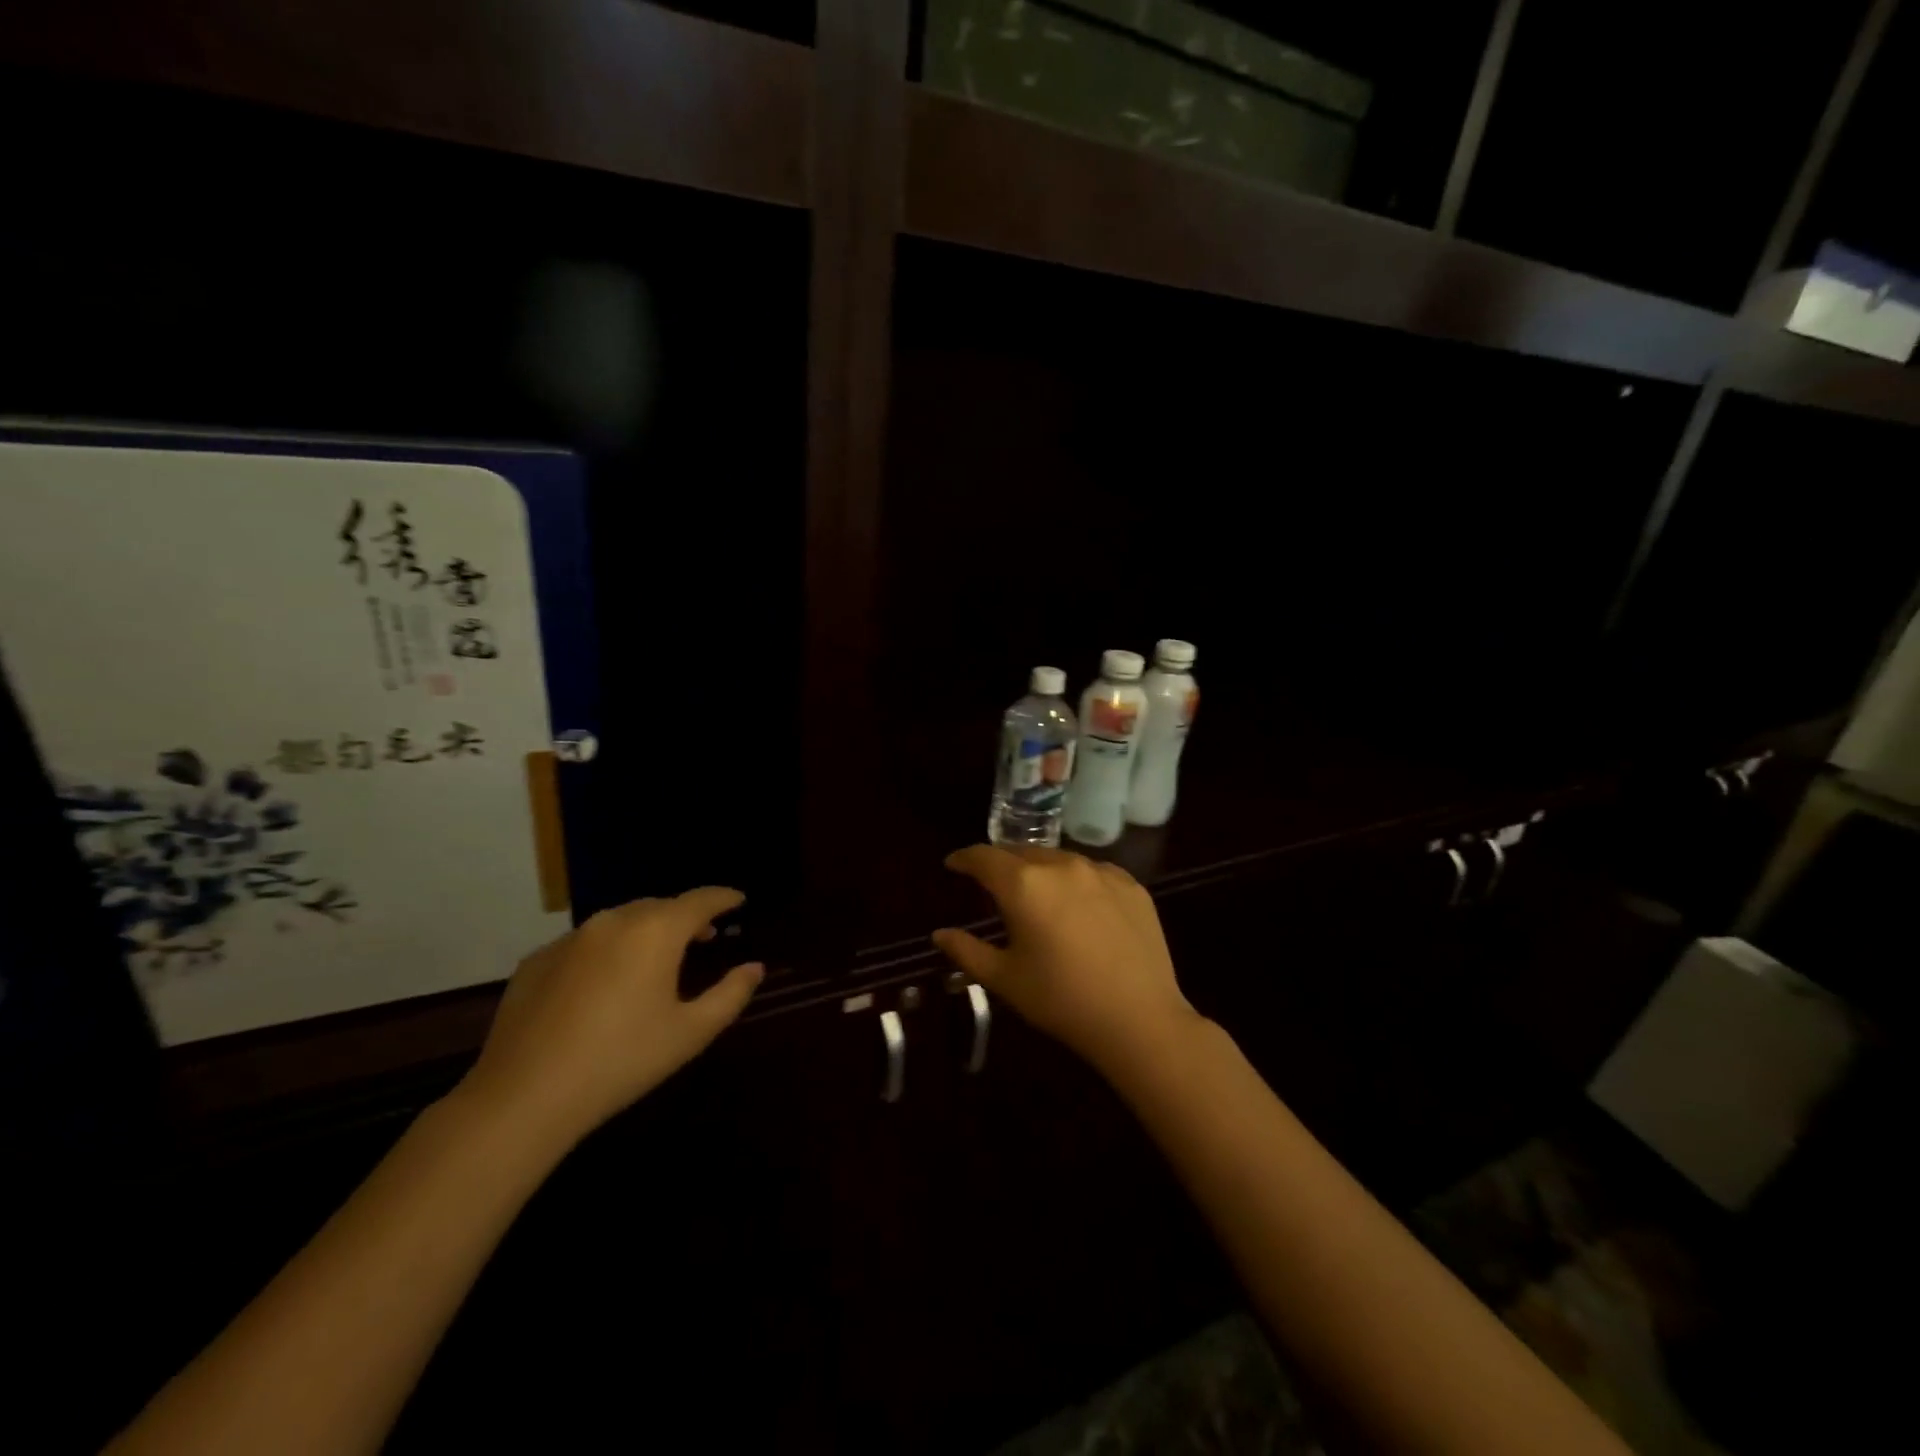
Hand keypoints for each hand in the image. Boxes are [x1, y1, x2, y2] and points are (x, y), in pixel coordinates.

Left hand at [458, 889, 763, 1147]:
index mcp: (655, 931)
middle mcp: (613, 921)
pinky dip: (606, 950)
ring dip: (645, 930)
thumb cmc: (622, 1061)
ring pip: (620, 920)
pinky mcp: (536, 961)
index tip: (738, 900)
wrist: (523, 1097)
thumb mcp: (690, 1033)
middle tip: (703, 935)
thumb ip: (730, 994)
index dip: (723, 898)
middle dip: (685, 916)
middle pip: (659, 906)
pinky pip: (584, 943)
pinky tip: (604, 983)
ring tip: (656, 957)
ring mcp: (569, 938)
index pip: (700, 900)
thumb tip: (754, 967)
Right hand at [933, 846, 1201, 1078]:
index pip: (984, 857)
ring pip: (1059, 859)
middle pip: (1021, 851)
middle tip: (991, 881)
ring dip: (1040, 869)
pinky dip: (1076, 881)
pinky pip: (1093, 872)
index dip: (964, 858)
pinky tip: (1078, 906)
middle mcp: (1061, 865)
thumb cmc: (1061, 1000)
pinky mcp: (1131, 884)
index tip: (953, 863)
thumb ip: (966, 951)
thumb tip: (940, 934)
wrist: (1139, 1019)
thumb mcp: (1005, 979)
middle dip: (1002, 863)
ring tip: (1036, 892)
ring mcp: (1101, 871)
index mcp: (1024, 885)